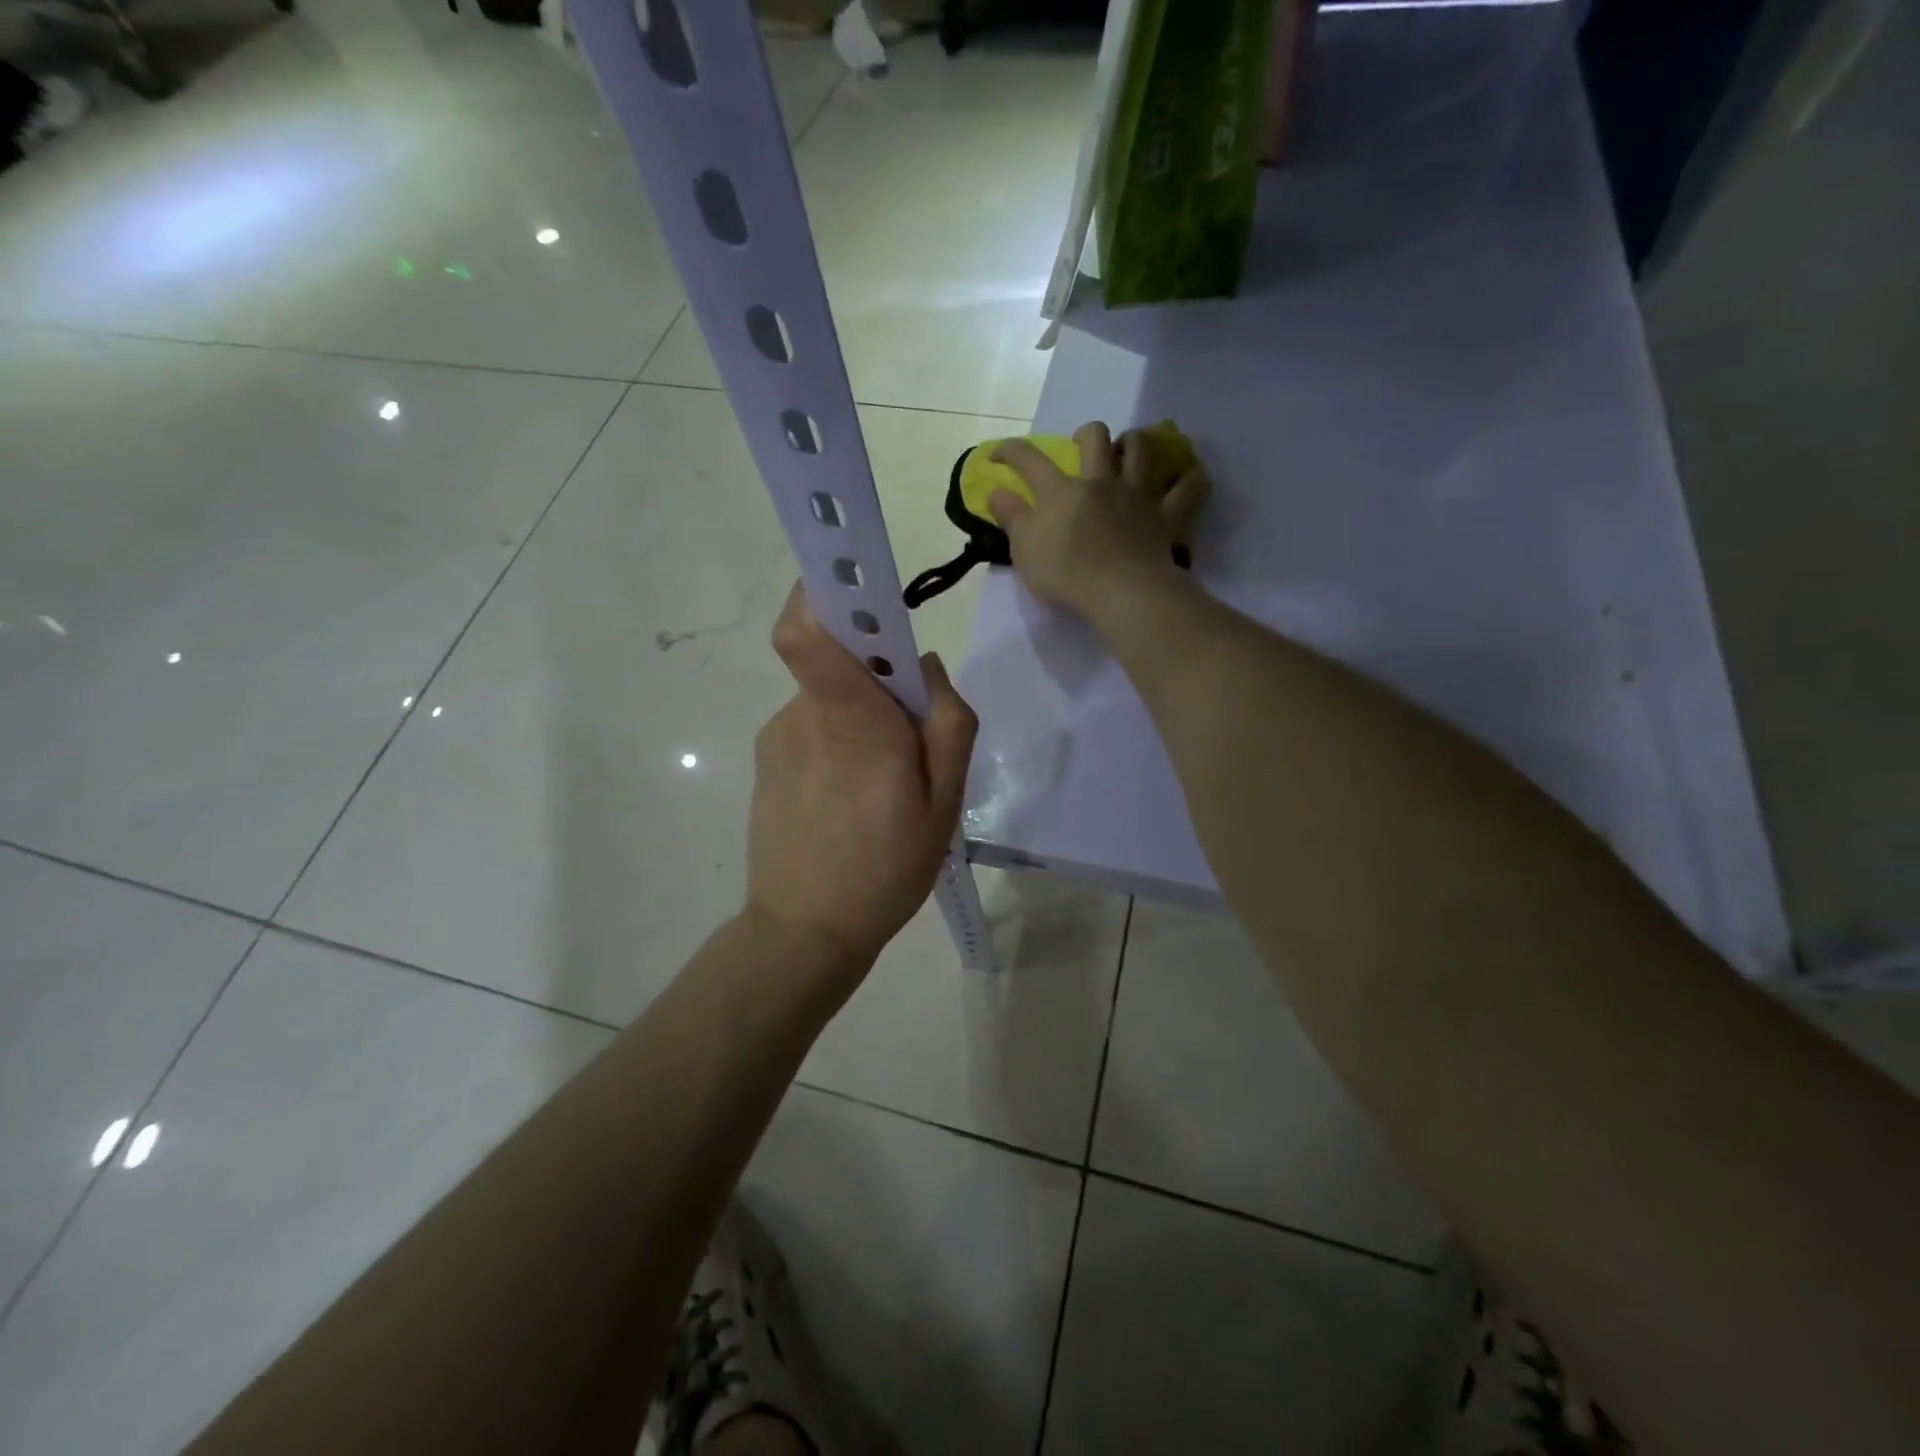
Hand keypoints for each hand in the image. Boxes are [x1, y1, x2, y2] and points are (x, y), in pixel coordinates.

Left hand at [746, 582, 978, 973]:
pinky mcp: (767, 758)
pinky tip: (851, 798)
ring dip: (862, 714)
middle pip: (839, 656)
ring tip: (882, 784)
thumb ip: (947, 723)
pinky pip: (813, 723)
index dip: (825, 591)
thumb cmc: (884, 871)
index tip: (861, 586)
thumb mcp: (944, 804)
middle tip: (911, 740)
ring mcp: (778, 735)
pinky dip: (839, 739)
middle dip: (880, 675)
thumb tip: (924, 665)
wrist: (803, 932)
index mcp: (852, 723)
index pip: (807, 632)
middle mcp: (802, 715)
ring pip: (830, 693)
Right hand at [988, 421, 1210, 622]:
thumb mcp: (1024, 551)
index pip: (1029, 460)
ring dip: (1133, 443)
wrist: (1121, 592)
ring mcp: (1136, 495)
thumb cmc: (1066, 574)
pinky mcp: (1165, 515)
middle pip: (1095, 438)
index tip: (998, 454)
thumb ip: (1011, 518)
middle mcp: (1099, 482)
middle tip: (1081, 446)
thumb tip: (996, 492)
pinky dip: (1190, 481)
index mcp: (1060, 491)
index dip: (1010, 451)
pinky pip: (1187, 490)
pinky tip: (1190, 478)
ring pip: (1140, 450)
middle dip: (1085, 434)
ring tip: (1128, 449)